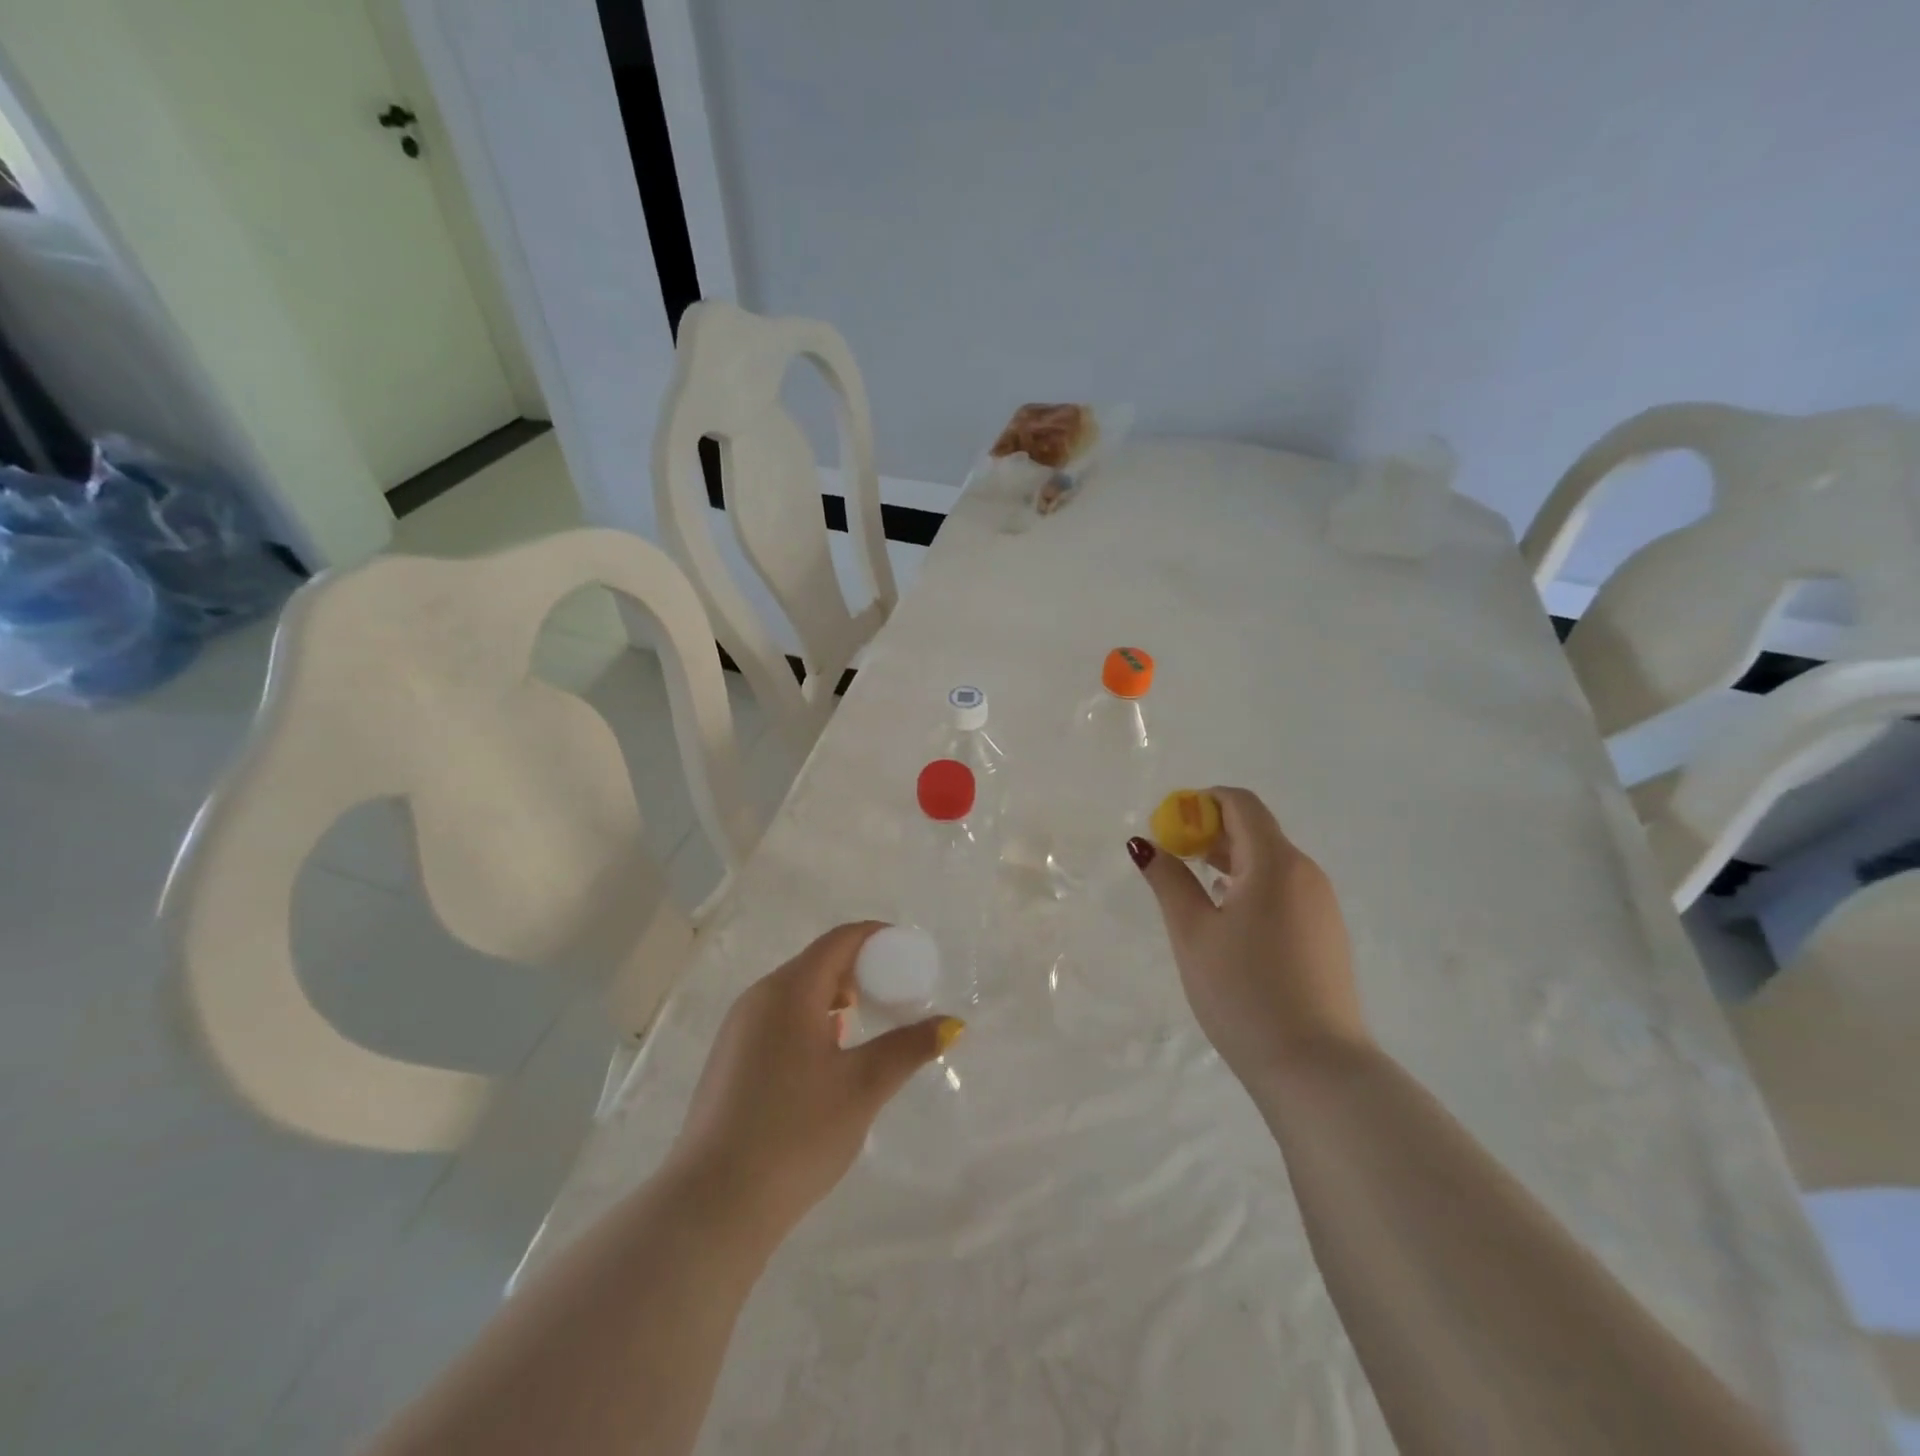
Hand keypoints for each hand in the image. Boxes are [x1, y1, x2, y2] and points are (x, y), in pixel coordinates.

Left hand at [669, 922, 960, 1245]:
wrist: (713, 1205)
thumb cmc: (796, 1133)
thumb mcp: (862, 1087)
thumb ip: (908, 1047)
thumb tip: (951, 1024)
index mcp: (790, 990)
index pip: (840, 940)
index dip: (878, 938)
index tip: (910, 954)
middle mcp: (759, 997)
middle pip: (818, 962)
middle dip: (860, 969)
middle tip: (896, 995)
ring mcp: (739, 1028)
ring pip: (797, 992)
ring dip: (836, 997)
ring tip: (867, 1026)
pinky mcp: (730, 1058)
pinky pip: (779, 1018)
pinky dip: (811, 1020)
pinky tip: (829, 1057)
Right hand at [1129, 787, 1368, 1082]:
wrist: (1316, 1068)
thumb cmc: (1243, 992)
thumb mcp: (1192, 933)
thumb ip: (1168, 880)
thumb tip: (1146, 844)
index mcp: (1275, 863)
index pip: (1240, 803)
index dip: (1201, 803)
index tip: (1169, 826)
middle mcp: (1306, 873)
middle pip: (1256, 829)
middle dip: (1211, 832)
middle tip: (1172, 858)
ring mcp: (1322, 905)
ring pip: (1270, 861)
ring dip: (1230, 860)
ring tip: (1194, 889)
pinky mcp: (1326, 933)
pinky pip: (1284, 889)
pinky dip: (1251, 885)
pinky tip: (1228, 919)